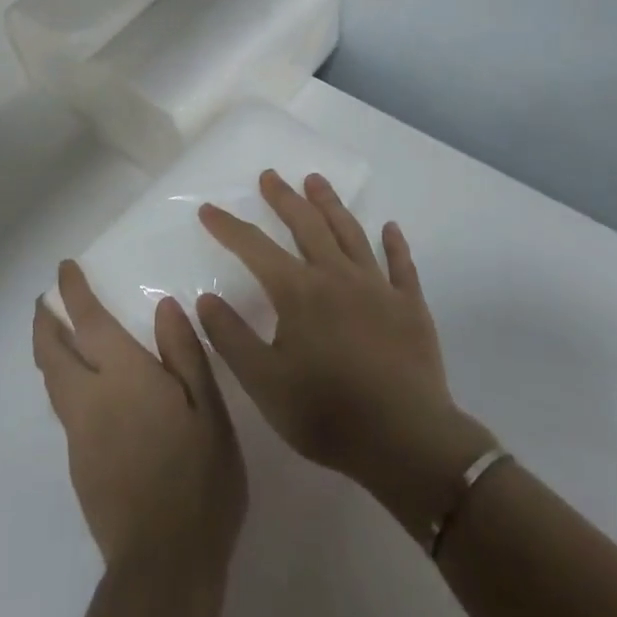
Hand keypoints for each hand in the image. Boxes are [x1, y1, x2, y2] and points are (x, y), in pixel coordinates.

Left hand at [34, 261, 246, 584]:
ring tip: (56, 337)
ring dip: (48, 351)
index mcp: (122, 375)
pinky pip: (64, 409)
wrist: (164, 563)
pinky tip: (84, 392)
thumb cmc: (198, 477)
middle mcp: (90, 398)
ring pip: (52, 381)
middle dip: (45, 321)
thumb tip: (164, 307)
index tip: (64, 269)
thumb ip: (183, 353)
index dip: (73, 292)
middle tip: (46, 301)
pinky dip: (63, 384)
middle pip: (52, 351)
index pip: (88, 321)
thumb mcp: (208, 409)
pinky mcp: (79, 465)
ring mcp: (79, 435)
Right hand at [196, 172, 496, 540]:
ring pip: (350, 232)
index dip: (229, 227)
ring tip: (316, 181)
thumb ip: (231, 338)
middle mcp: (336, 276)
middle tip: (270, 176)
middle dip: (284, 198)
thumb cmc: (327, 413)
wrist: (406, 441)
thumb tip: (207, 298)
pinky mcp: (409, 305)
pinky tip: (390, 227)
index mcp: (298, 292)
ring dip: (331, 204)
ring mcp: (377, 287)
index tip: (209, 208)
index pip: (254, 248)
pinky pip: (401, 265)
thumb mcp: (264, 383)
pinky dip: (394, 243)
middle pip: (306, 224)